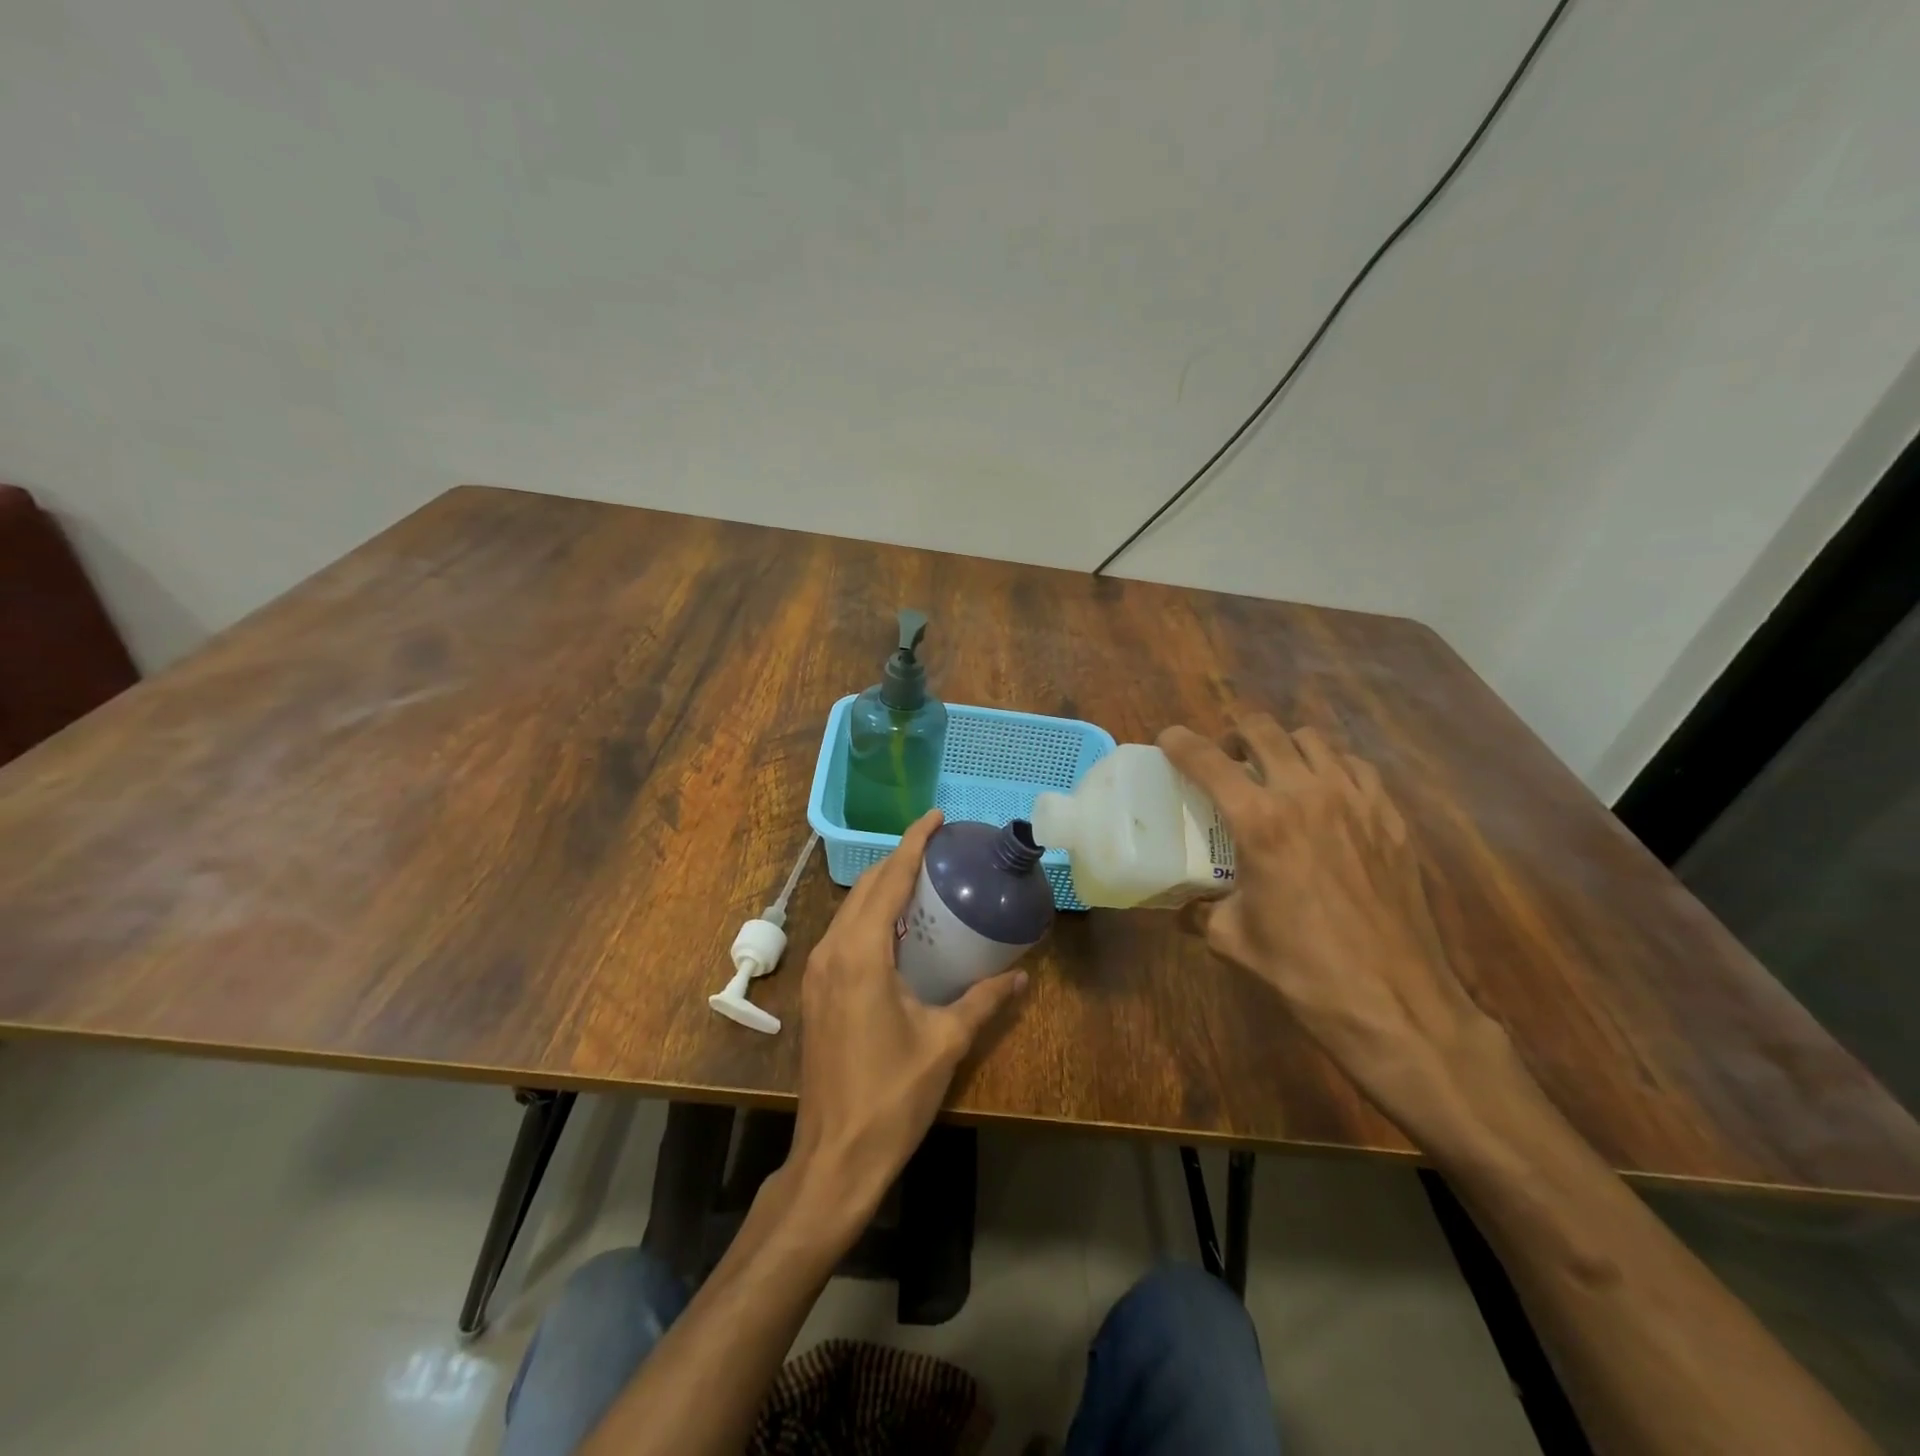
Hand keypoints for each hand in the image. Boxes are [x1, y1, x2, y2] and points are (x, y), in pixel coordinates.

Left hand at [788, 809, 1026, 1222]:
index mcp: (861, 954)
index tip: (936, 817)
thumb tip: (1022, 975)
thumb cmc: (892, 1096)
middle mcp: (833, 951)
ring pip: (851, 909)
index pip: (889, 880)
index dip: (913, 843)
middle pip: (867, 887)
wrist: (834, 1156)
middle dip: (900, 859)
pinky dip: (871, 915)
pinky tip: (898, 927)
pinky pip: (844, 933)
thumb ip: (984, 1001)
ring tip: (923, 878)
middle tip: (939, 847)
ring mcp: (819, 971)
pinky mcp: (817, 991)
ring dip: (884, 886)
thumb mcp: (946, 1043)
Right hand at [1158, 716, 1503, 1141]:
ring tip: (1276, 772)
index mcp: (1260, 823)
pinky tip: (1326, 795)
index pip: (1208, 760)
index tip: (1168, 739)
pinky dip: (1332, 767)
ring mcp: (1356, 802)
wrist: (1393, 1002)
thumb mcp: (1231, 939)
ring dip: (1284, 746)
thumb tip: (1183, 906)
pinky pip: (1357, 767)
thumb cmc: (1302, 970)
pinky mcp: (1391, 818)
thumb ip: (1200, 911)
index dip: (1180, 742)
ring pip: (1314, 740)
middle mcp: (1307, 796)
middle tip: (1226, 758)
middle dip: (1235, 733)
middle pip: (1264, 730)